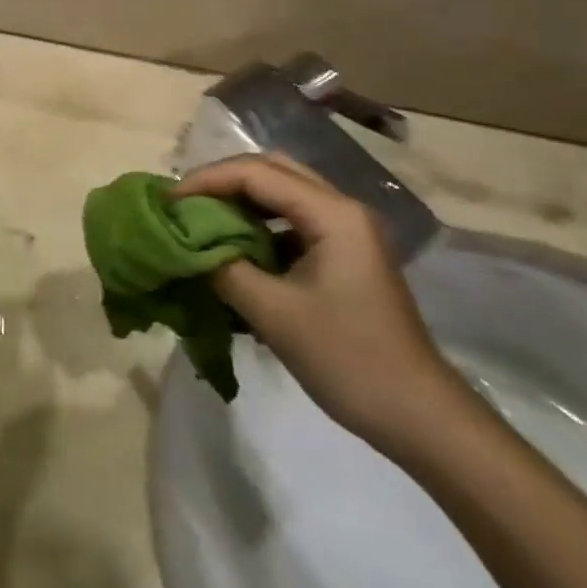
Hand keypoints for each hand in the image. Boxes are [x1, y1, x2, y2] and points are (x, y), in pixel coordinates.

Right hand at [172, 154, 462, 453]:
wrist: (419, 417)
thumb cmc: (348, 360)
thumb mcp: (274, 313)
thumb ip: (223, 268)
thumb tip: (183, 245)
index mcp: (332, 214)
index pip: (257, 174)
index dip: (206, 181)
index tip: (167, 201)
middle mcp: (342, 209)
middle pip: (272, 171)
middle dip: (223, 181)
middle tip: (183, 204)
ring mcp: (348, 232)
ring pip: (283, 194)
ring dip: (241, 202)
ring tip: (200, 221)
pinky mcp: (345, 255)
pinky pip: (293, 222)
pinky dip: (259, 226)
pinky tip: (235, 250)